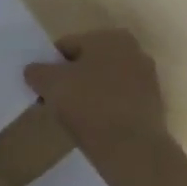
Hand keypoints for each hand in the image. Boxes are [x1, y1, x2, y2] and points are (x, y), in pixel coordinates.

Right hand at [25, 29, 170, 178]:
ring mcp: (147, 79)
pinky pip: (117, 101)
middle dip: (70, 80)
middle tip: (53, 102)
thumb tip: (34, 71)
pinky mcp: (152, 105)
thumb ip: (37, 71)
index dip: (49, 66)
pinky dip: (103, 109)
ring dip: (86, 95)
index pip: (67, 45)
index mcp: (110, 37)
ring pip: (103, 83)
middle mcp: (134, 51)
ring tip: (71, 117)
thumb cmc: (89, 105)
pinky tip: (92, 126)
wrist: (131, 148)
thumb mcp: (50, 84)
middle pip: (87, 63)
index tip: (41, 88)